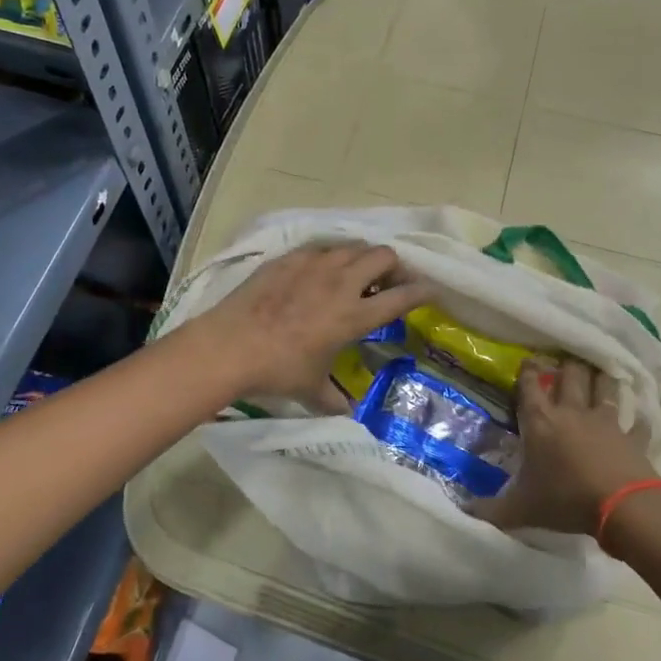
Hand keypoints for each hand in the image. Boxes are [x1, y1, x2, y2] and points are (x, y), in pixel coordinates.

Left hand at [196, 244, 431, 408]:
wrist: (230, 345)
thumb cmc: (277, 370)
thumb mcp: (311, 389)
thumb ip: (334, 399)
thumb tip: (348, 413)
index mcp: (353, 316)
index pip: (401, 297)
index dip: (422, 292)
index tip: (431, 291)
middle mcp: (341, 283)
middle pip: (384, 256)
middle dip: (394, 266)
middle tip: (388, 282)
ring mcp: (314, 265)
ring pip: (354, 246)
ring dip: (363, 258)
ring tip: (355, 274)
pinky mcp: (290, 258)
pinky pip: (322, 247)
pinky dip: (331, 256)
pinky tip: (320, 271)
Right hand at [479, 359, 660, 535]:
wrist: (622, 506)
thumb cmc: (565, 499)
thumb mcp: (521, 509)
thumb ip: (492, 510)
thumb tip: (465, 511)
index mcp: (541, 422)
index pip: (531, 385)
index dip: (528, 370)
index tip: (529, 360)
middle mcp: (572, 413)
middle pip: (570, 376)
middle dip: (566, 366)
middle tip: (564, 363)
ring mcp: (606, 422)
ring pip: (604, 387)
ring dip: (600, 379)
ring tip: (598, 373)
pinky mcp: (633, 437)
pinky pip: (636, 423)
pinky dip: (636, 420)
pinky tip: (637, 420)